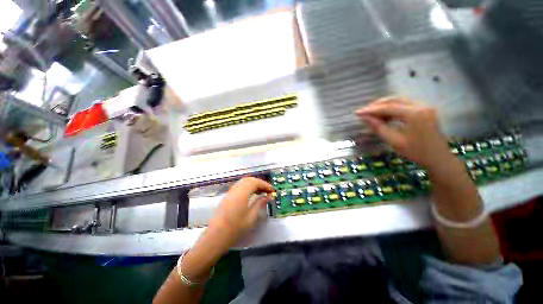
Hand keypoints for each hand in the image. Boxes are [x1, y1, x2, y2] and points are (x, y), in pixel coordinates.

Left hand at [209, 177, 273, 243]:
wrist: (215, 237)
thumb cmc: (235, 228)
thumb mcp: (251, 217)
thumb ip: (259, 204)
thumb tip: (267, 197)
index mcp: (242, 193)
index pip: (255, 182)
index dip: (265, 184)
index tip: (272, 190)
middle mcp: (235, 189)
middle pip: (249, 180)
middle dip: (259, 183)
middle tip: (267, 190)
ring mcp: (230, 192)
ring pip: (243, 182)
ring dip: (253, 184)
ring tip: (261, 191)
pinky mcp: (227, 196)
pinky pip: (239, 186)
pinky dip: (247, 187)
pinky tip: (251, 194)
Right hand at [355, 97, 452, 170]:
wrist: (439, 158)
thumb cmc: (417, 152)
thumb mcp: (394, 141)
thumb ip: (379, 127)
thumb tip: (364, 118)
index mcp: (414, 114)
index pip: (388, 107)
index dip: (371, 110)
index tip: (357, 112)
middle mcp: (421, 105)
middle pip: (394, 100)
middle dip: (377, 105)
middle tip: (364, 112)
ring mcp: (424, 106)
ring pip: (399, 101)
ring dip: (384, 106)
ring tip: (372, 114)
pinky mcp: (425, 110)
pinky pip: (405, 105)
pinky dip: (393, 108)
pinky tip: (385, 116)